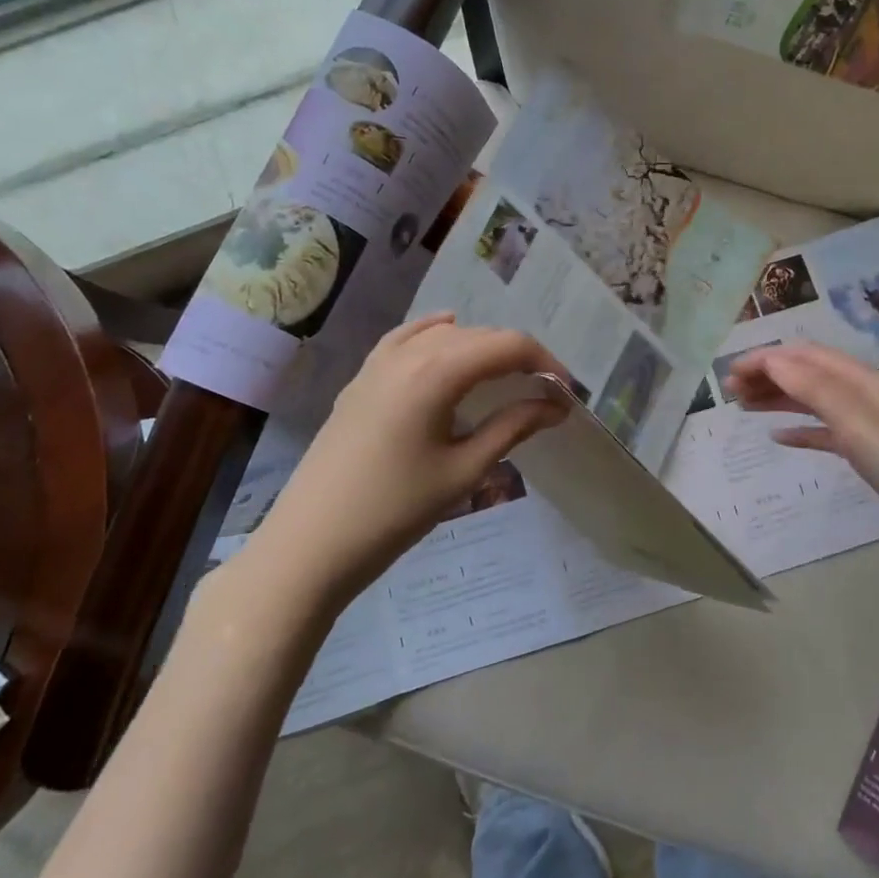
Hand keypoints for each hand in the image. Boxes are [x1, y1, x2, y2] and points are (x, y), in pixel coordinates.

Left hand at [245, 315, 567, 610]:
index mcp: (437, 371)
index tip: (566, 393)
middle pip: (478, 336)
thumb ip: (513, 427)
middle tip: (543, 392)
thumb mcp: (464, 470)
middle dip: (517, 356)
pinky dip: (433, 334)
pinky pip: (404, 340)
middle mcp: (409, 354)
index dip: (545, 361)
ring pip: (442, 336)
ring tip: (503, 378)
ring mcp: (378, 364)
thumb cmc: (396, 510)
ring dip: (480, 348)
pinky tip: (445, 335)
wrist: (312, 542)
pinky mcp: (360, 380)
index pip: (507, 345)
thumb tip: (555, 405)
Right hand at [725, 342, 878, 553]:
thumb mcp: (855, 420)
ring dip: (778, 399)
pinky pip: (823, 432)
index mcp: (860, 380)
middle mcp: (860, 395)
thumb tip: (772, 360)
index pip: (805, 356)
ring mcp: (864, 424)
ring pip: (811, 401)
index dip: (767, 358)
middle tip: (730, 390)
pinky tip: (778, 437)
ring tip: (743, 406)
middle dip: (768, 376)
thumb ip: (812, 388)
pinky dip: (799, 430)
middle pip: (806, 375)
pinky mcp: (865, 452)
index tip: (731, 371)